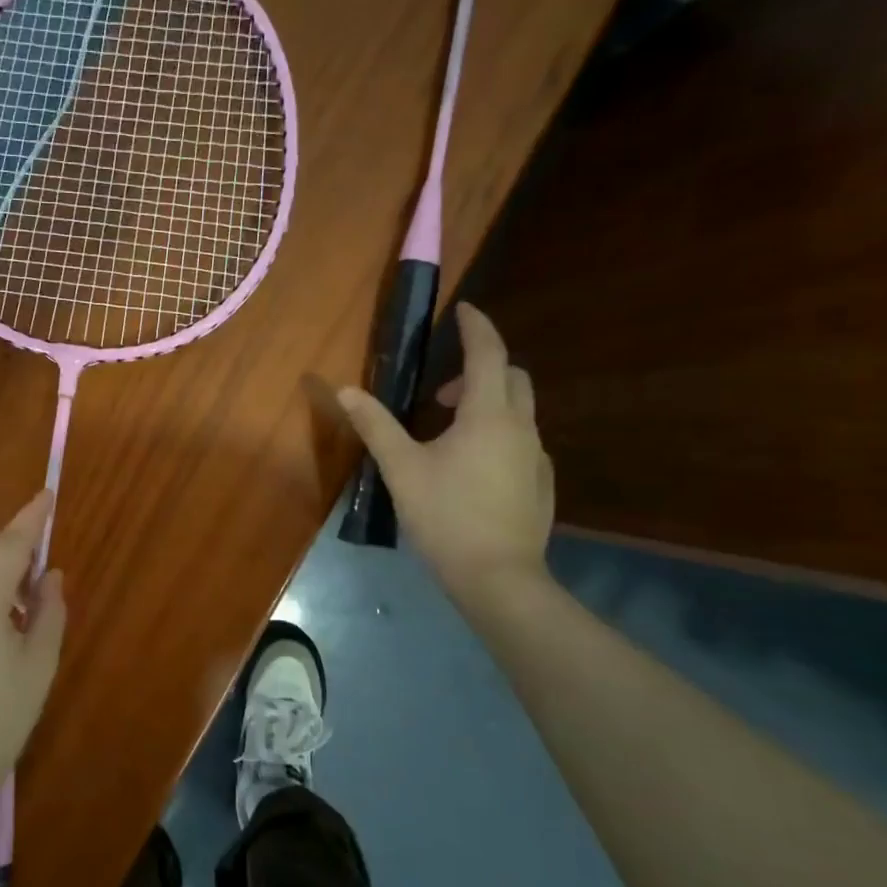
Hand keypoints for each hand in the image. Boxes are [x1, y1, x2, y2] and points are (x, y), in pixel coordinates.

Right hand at [338, 303, 553, 600]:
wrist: (497, 577)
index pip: (488, 353)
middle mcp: (520, 427)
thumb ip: (375, 426)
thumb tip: (346, 390)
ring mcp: (536, 456)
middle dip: (480, 369)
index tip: (464, 310)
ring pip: (518, 410)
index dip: (476, 327)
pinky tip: (471, 468)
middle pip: (511, 376)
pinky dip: (497, 433)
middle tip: (440, 394)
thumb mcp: (401, 469)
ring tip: (448, 434)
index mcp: (488, 415)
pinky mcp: (540, 482)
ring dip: (487, 403)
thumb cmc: (445, 516)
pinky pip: (521, 440)